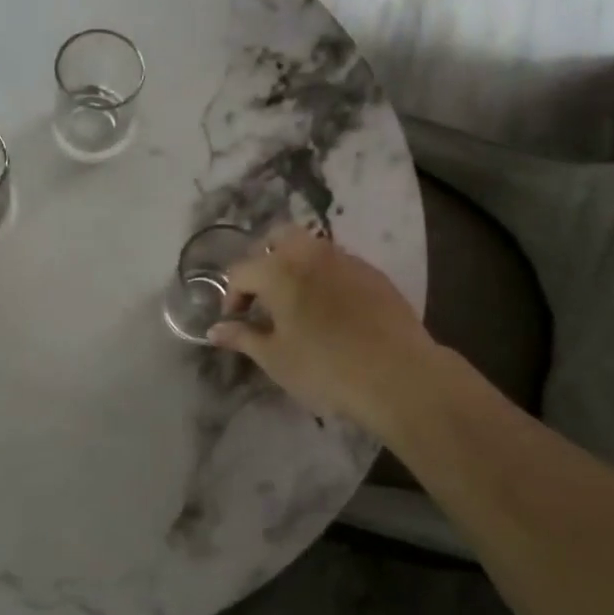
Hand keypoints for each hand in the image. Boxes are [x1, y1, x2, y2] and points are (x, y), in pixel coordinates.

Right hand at [209, 228, 433, 429]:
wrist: (399, 376)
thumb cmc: (325, 368)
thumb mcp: (275, 359)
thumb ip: (242, 338)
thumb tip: (214, 330)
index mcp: (279, 270)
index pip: (240, 271)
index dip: (231, 296)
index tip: (235, 322)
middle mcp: (310, 253)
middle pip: (276, 238)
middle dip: (262, 261)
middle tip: (262, 296)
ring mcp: (346, 259)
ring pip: (310, 247)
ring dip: (294, 265)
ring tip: (295, 302)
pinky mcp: (373, 274)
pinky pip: (338, 263)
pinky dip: (324, 276)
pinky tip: (331, 309)